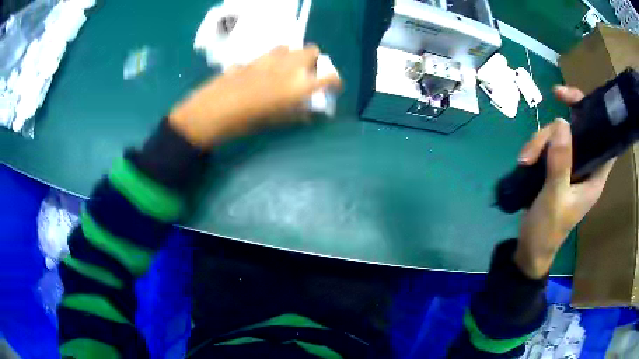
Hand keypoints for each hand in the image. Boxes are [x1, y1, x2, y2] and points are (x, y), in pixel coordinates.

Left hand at [169, 45, 341, 147]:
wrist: (215, 109)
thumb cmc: (248, 121)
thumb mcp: (277, 120)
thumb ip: (297, 113)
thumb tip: (308, 112)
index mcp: (299, 85)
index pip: (330, 76)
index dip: (335, 81)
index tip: (332, 86)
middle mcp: (289, 66)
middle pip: (312, 51)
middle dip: (314, 61)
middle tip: (306, 74)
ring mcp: (270, 57)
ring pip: (291, 47)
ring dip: (294, 56)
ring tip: (285, 70)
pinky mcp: (255, 56)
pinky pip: (271, 52)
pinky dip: (275, 58)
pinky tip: (264, 71)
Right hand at [513, 86, 614, 278]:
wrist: (531, 248)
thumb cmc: (548, 230)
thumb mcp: (555, 198)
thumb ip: (560, 162)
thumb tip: (561, 122)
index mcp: (594, 176)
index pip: (604, 138)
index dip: (595, 114)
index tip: (573, 100)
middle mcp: (585, 166)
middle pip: (575, 131)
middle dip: (553, 132)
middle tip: (532, 149)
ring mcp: (570, 166)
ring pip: (558, 137)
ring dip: (539, 143)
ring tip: (524, 161)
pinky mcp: (556, 168)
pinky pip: (548, 146)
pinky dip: (536, 149)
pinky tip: (525, 160)